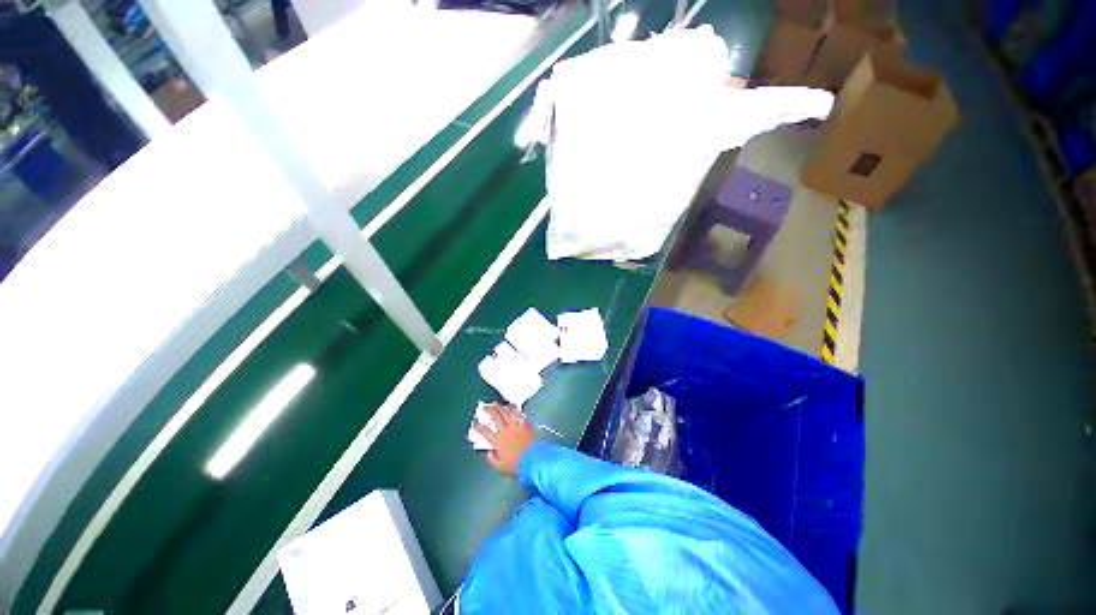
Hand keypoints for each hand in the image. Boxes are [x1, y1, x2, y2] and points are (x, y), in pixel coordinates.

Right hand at [473, 404, 534, 476]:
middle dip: (488, 410)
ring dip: (500, 407)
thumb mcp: (500, 467)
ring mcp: (516, 426)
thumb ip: (492, 459)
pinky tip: (511, 406)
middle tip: (485, 407)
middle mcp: (506, 431)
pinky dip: (513, 409)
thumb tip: (488, 452)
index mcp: (498, 441)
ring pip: (506, 413)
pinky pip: (518, 414)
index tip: (475, 422)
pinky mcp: (525, 424)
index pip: (485, 431)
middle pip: (495, 417)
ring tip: (495, 404)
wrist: (534, 461)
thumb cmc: (517, 466)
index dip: (478, 426)